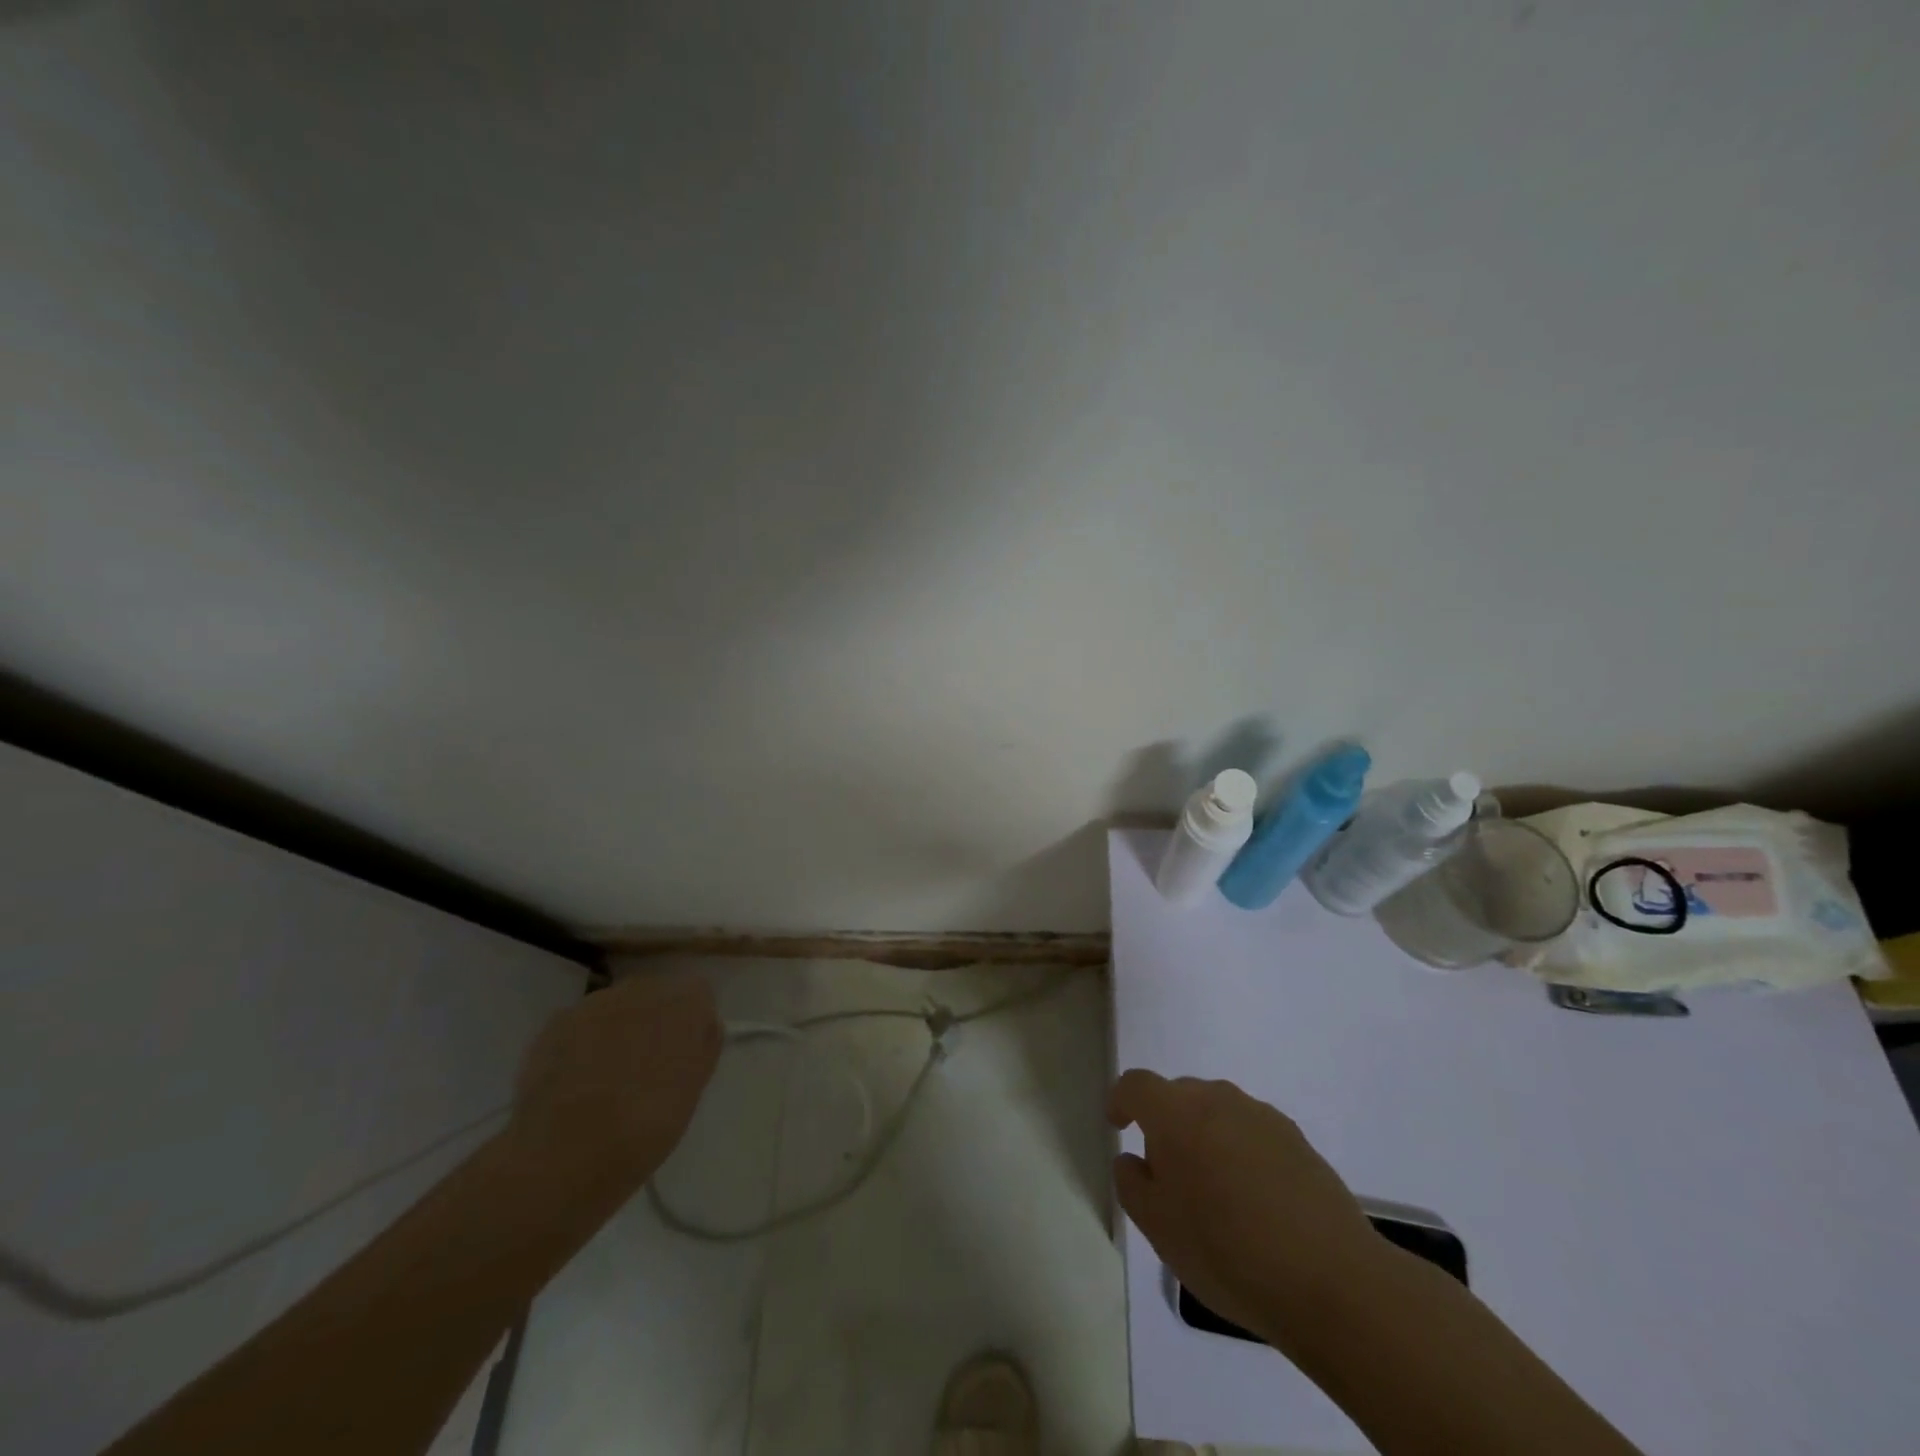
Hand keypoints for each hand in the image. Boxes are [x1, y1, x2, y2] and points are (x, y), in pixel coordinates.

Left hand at [511, 973, 721, 1185]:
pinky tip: (574, 1079)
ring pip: (616, 1006)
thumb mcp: (693, 1089)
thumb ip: (703, 1047)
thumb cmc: (647, 1125)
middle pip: (655, 994)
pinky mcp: (557, 1022)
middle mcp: (643, 989)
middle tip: (646, 1065)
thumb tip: (703, 1027)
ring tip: (605, 1076)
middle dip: (653, 1019)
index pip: (698, 995)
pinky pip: (580, 1023)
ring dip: (617, 1027)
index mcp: (685, 1003)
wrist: (567, 1151)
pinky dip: (581, 1042)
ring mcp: (596, 1002)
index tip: (685, 1053)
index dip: (692, 1022)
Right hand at [1108, 1070, 1381, 1346]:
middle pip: (1179, 1095)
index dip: (1121, 1101)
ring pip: (1218, 1112)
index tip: (1119, 1127)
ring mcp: (1262, 1116)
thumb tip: (1133, 1159)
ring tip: (1215, 1193)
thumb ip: (1132, 1184)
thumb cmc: (1227, 1251)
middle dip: (1166, 1124)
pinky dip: (1241, 1152)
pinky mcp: (1298, 1139)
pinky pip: (1252, 1132)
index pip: (1136, 1085)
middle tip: (1169, 1175)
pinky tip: (1255, 1202)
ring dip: (1206, 1137)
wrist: (1331, 1279)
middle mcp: (1217, 1098)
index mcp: (1176, 1112)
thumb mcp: (1158, 1228)